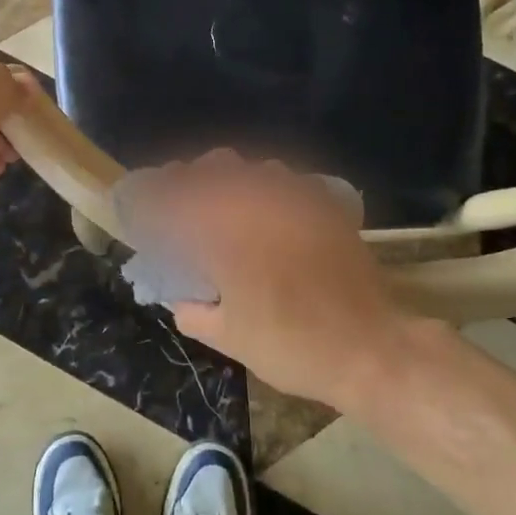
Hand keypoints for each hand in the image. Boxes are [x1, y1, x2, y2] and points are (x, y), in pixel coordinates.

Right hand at [152, 151, 416, 412]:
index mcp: (224, 233)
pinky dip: (274, 190)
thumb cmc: (291, 346)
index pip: (176, 197)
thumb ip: (195, 313)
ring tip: (232, 206)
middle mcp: (257, 203)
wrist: (368, 348)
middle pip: (214, 166)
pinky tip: (276, 213)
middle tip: (187, 204)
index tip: (147, 207)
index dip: (155, 196)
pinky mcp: (327, 205)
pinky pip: (292, 181)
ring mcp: (296, 198)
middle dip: (193, 178)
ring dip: (235, 180)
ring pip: (255, 167)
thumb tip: (181, 300)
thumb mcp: (230, 339)